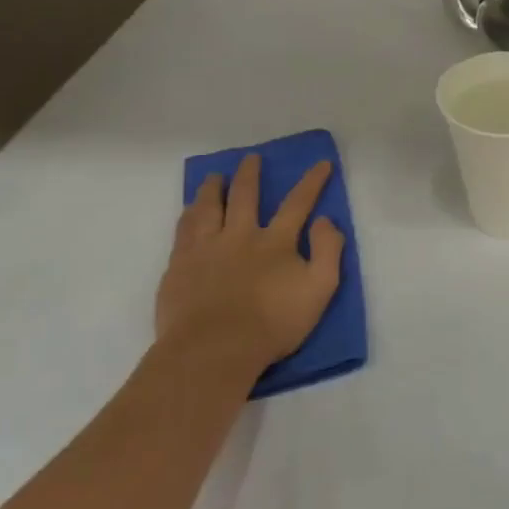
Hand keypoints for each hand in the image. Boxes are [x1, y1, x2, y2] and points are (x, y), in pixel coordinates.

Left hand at [155, 154, 343, 380]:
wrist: (214, 350)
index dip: (312, 182)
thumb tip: (327, 219)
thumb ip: (329, 250)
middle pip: (245, 196)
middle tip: (251, 158)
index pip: (298, 203)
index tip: (321, 163)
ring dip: (214, 188)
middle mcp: (240, 236)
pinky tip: (189, 211)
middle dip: (251, 175)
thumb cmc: (273, 323)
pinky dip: (189, 214)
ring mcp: (206, 249)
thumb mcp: (320, 289)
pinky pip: (183, 230)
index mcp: (276, 242)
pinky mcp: (179, 266)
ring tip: (215, 177)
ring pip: (209, 208)